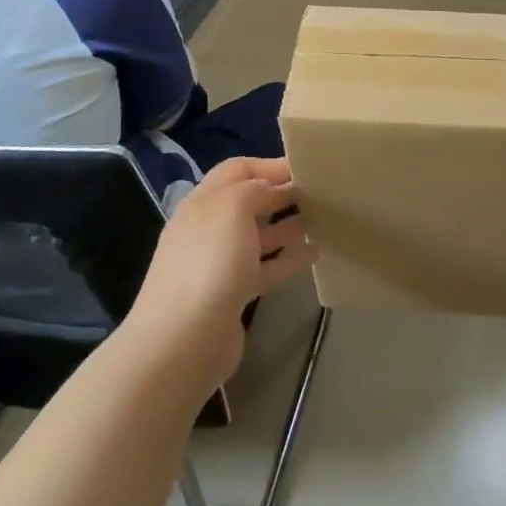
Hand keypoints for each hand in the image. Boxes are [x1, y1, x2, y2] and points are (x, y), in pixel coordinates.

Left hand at [127, 158, 316, 405]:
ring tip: (321, 220)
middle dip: (280, 194)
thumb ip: (256, 189)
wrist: (183, 341)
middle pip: (247, 202)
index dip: (269, 165)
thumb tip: (274, 189)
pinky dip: (288, 259)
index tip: (304, 167)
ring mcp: (219, 264)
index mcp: (202, 203)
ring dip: (287, 225)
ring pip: (258, 235)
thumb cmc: (210, 263)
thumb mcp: (234, 208)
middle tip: (318, 193)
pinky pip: (265, 268)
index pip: (237, 170)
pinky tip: (314, 254)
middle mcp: (208, 229)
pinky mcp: (232, 295)